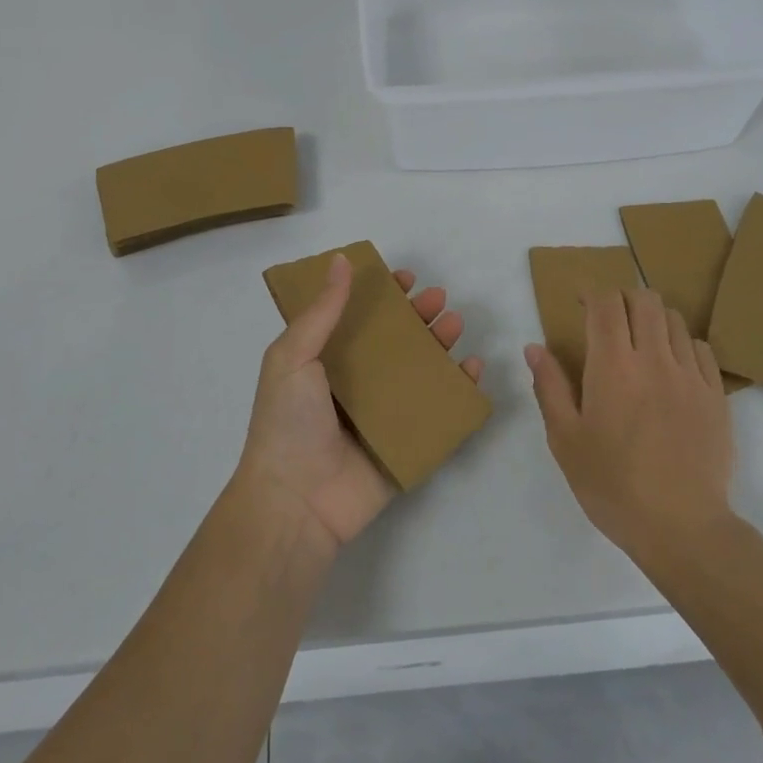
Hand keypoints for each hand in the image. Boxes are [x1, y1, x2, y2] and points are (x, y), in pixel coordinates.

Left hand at [239, 254, 484, 551]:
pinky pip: (439, 412)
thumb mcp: (293, 356)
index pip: (359, 319)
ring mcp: (383, 415)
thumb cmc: (288, 423)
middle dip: (419, 317)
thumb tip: (340, 260)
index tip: (404, 279)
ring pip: (420, 372)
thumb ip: (322, 311)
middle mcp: (356, 384)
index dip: (382, 296)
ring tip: (456, 324)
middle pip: (396, 342)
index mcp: (326, 362)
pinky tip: (473, 370)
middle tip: (440, 298)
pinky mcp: (406, 444)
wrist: (295, 503)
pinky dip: (459, 391)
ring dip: (440, 345)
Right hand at [526, 288, 734, 563]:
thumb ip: (549, 387)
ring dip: (652, 318)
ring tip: (640, 341)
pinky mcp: (716, 395)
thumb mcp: (565, 439)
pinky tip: (671, 366)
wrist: (681, 527)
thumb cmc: (612, 484)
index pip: (606, 304)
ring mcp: (691, 375)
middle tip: (608, 318)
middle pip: (644, 300)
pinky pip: (701, 349)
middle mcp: (654, 358)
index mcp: (613, 366)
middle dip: (622, 297)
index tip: (580, 302)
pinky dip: (682, 344)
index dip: (591, 294)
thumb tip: (534, 348)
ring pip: (674, 320)